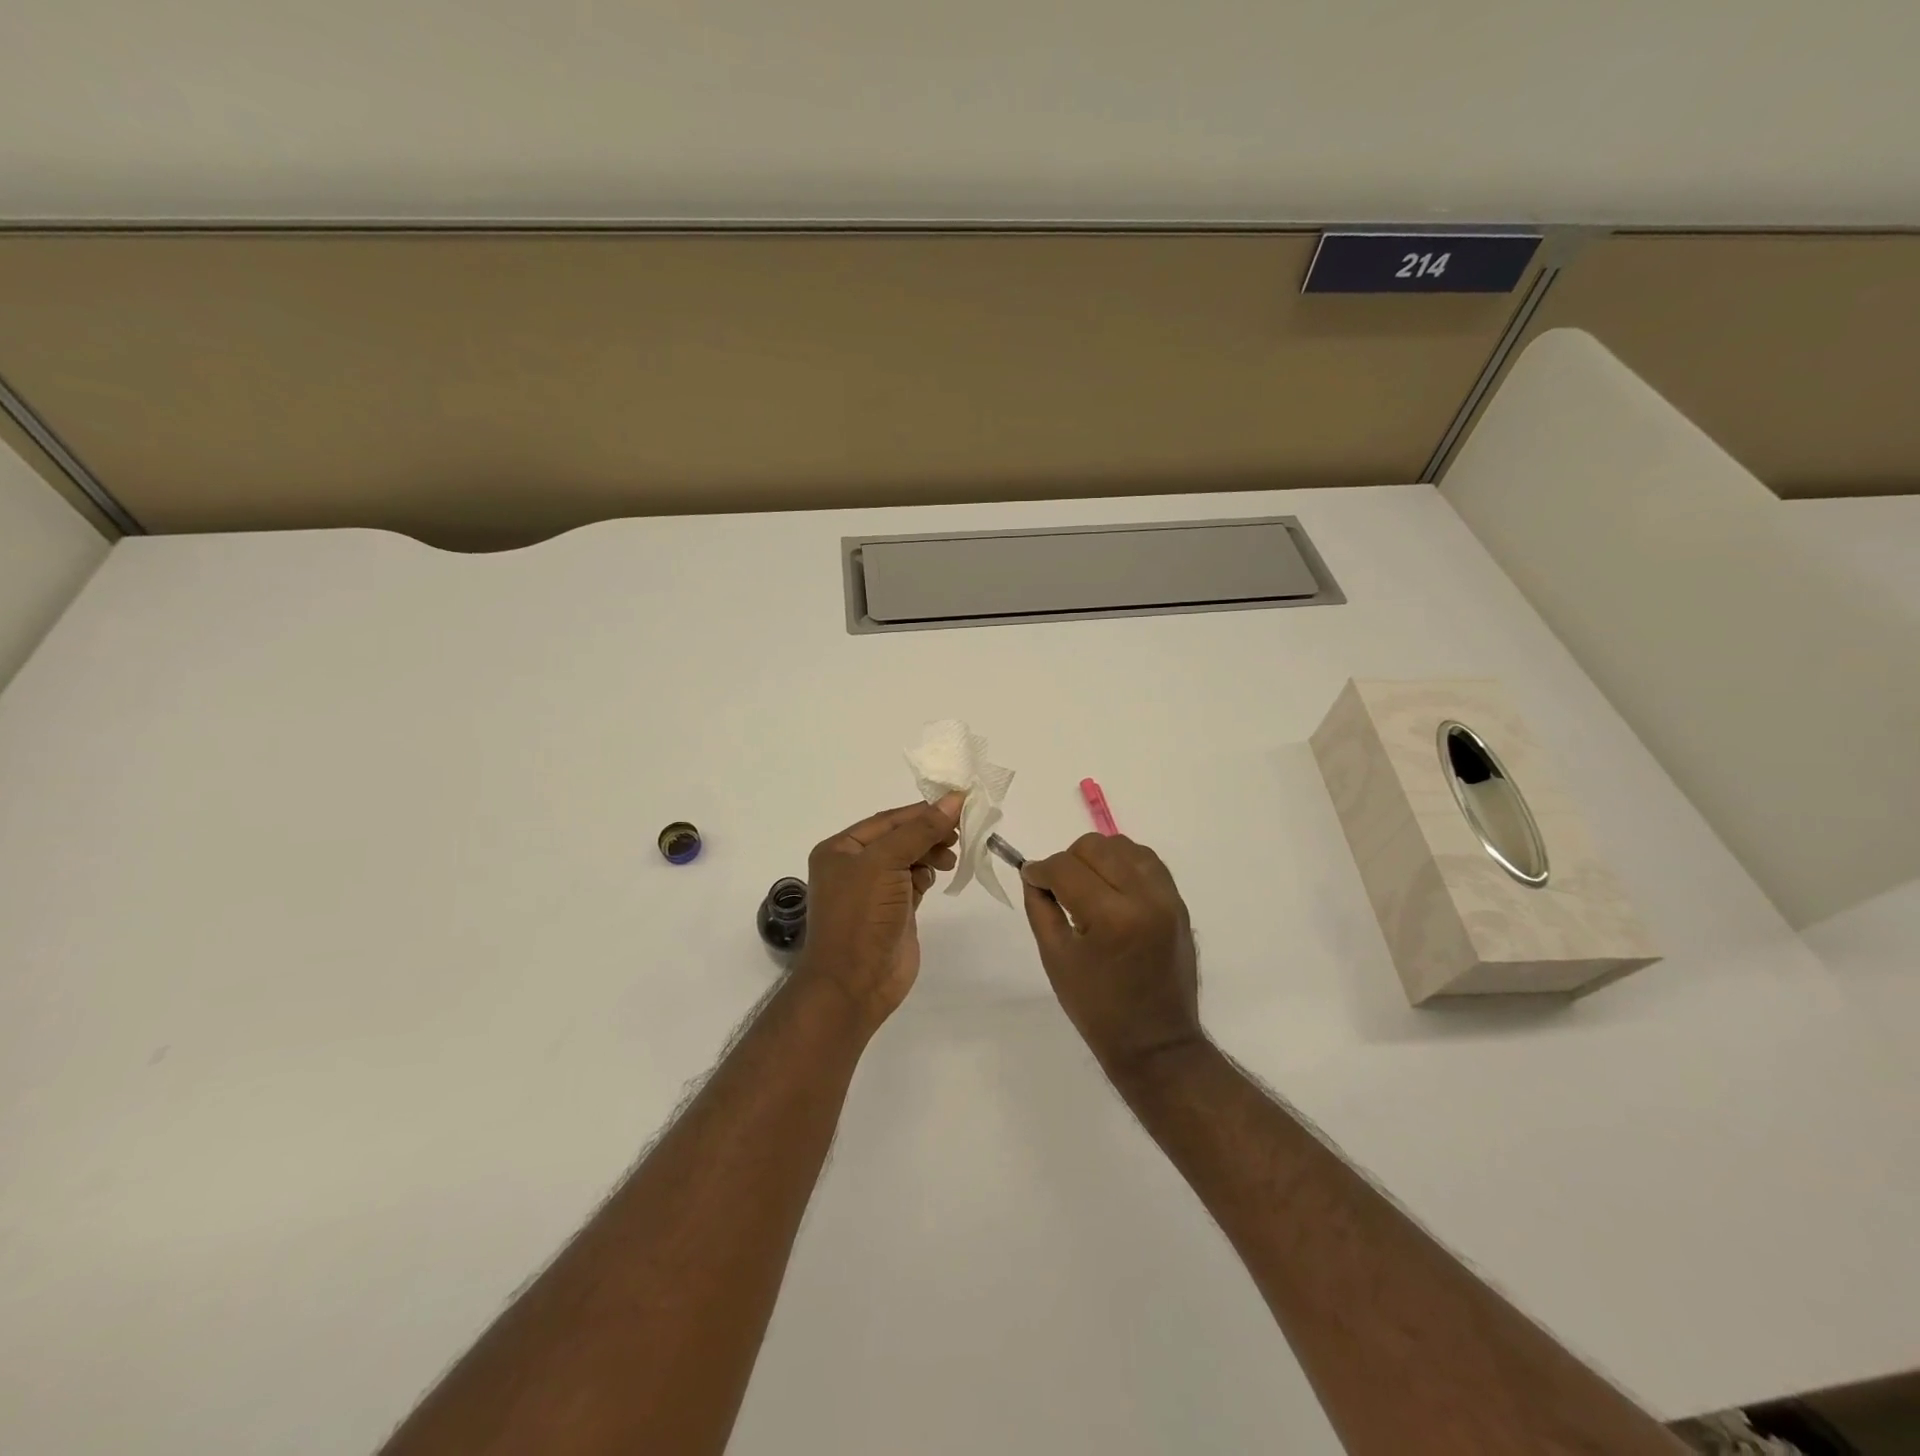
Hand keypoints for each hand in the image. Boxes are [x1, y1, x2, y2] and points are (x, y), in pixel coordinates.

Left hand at [794, 796, 961, 1032]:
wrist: (855, 983)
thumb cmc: (862, 915)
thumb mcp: (886, 863)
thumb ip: (920, 830)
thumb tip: (954, 799)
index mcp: (841, 849)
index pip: (888, 820)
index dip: (922, 811)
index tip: (959, 804)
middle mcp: (854, 866)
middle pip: (900, 838)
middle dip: (929, 833)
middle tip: (960, 833)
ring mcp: (874, 890)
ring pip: (909, 859)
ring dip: (931, 854)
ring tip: (950, 859)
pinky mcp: (894, 911)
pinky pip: (914, 882)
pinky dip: (927, 876)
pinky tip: (938, 878)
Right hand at [1021, 834, 1204, 1083]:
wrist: (1156, 1043)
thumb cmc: (1097, 1008)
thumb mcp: (1055, 958)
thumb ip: (1040, 907)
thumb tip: (1034, 874)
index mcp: (1111, 917)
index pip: (1065, 868)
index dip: (1041, 870)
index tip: (1032, 879)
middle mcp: (1144, 898)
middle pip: (1095, 847)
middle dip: (1068, 861)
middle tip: (1059, 888)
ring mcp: (1167, 898)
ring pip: (1123, 846)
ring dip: (1098, 857)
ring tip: (1087, 886)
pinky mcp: (1178, 903)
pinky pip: (1147, 861)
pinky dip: (1124, 863)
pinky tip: (1111, 885)